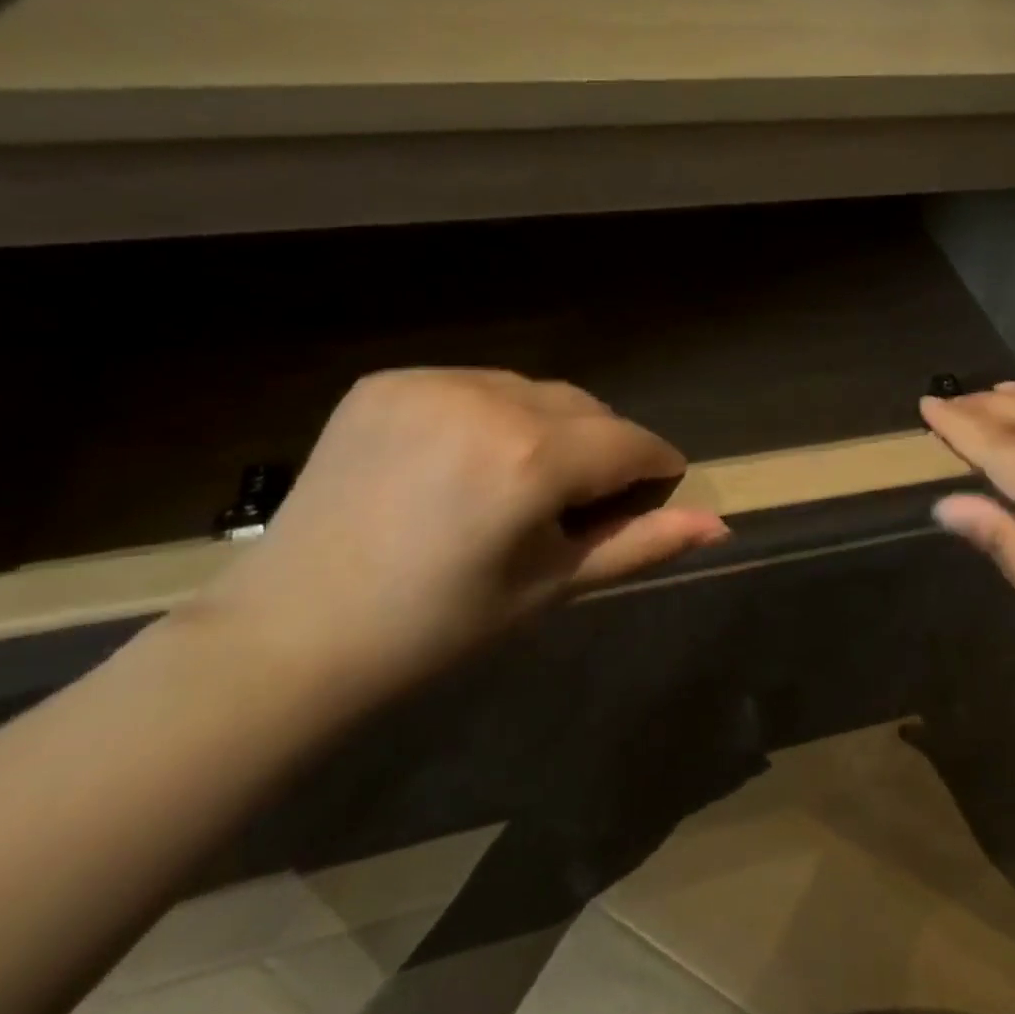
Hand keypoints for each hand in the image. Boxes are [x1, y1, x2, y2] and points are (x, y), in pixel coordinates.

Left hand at [189, 369, 728, 708]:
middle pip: (587, 409)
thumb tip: (720, 526)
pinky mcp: (388, 381)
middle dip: (602, 449)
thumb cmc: (438, 626)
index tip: (655, 493)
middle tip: (578, 505)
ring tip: (520, 483)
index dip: (655, 468)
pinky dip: (493, 416)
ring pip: (535, 391)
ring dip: (551, 428)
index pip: (630, 442)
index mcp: (531, 460)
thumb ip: (640, 544)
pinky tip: (468, 462)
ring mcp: (431, 383)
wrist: (294, 632)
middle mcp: (487, 401)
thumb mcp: (552, 585)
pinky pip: (476, 386)